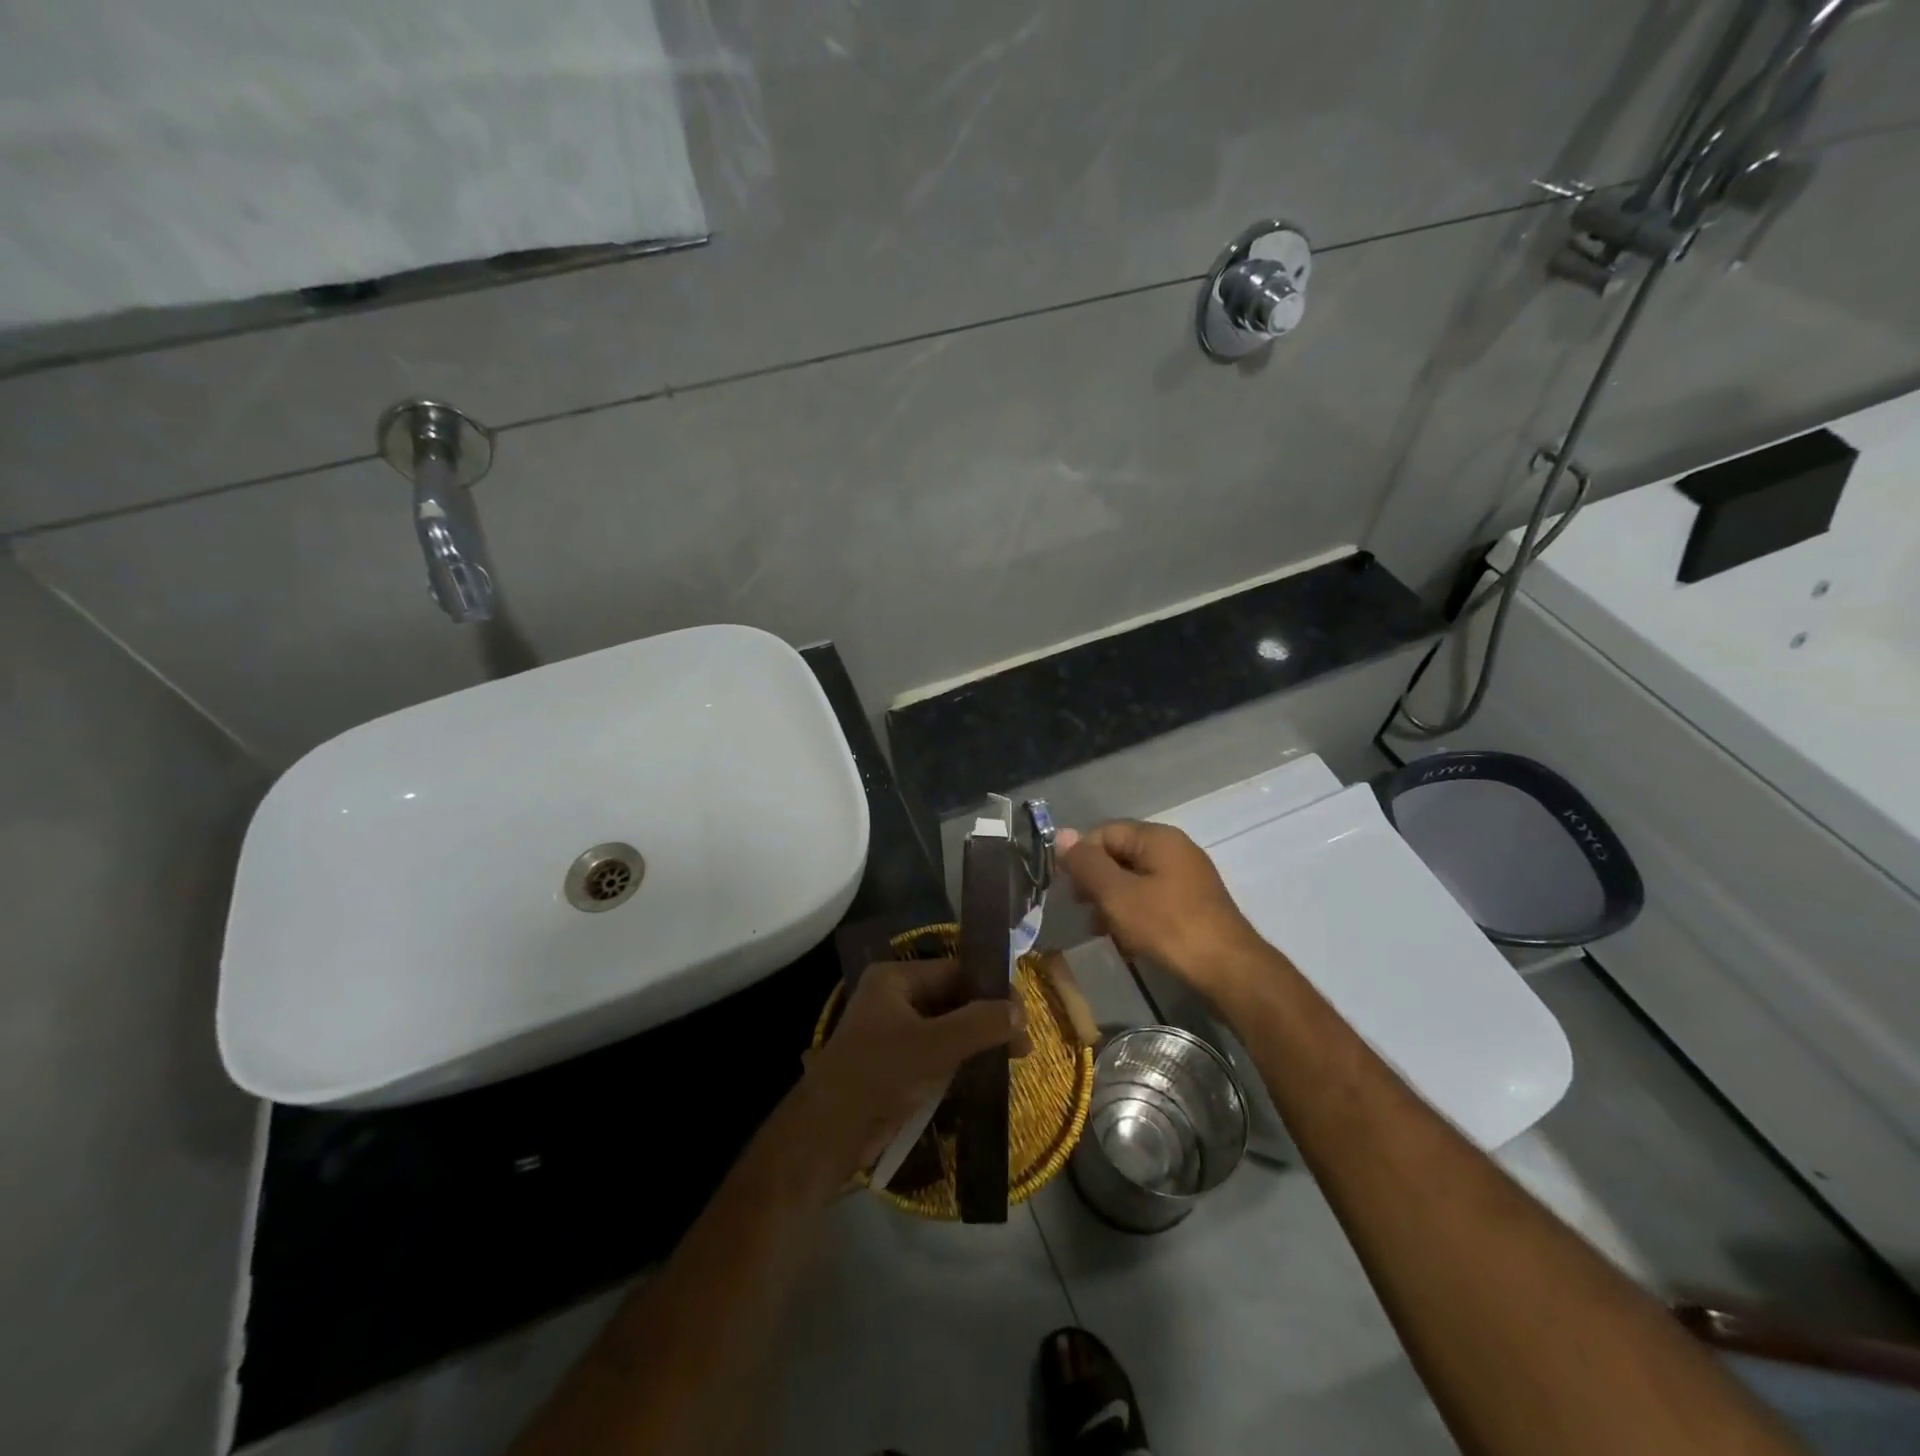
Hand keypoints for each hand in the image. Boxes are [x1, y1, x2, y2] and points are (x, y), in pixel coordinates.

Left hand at [798, 959, 1018, 1183]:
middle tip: (1023, 1044)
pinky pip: (938, 1053)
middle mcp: (894, 998)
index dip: (991, 989)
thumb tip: (1020, 1011)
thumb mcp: (935, 1046)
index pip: (956, 971)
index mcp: (896, 979)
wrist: (828, 1136)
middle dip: (988, 1018)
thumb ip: (980, 1023)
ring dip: (978, 1041)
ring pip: (948, 1027)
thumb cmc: (879, 1076)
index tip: (1023, 1014)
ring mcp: (894, 1033)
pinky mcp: (897, 1065)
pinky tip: (987, 1074)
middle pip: (953, 998)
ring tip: (1014, 1059)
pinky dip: (962, 1060)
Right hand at [1058, 821, 1267, 995]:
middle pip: (1119, 855)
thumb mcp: (1117, 894)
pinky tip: (1128, 941)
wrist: (1229, 970)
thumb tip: (1061, 834)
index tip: (1070, 891)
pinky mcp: (1193, 903)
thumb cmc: (1168, 926)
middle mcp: (1174, 849)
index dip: (1081, 858)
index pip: (1103, 833)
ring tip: (1104, 931)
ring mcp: (1187, 877)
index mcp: (1157, 837)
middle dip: (1096, 883)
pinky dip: (1135, 914)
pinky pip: (1152, 898)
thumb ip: (1087, 864)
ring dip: (1113, 903)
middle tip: (1085, 912)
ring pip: (1134, 880)